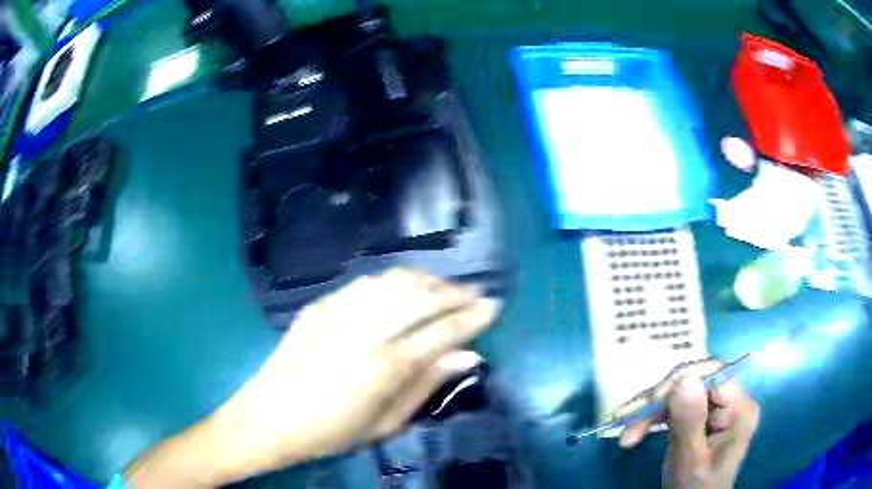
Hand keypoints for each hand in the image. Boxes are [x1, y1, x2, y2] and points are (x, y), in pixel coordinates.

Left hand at [124, 269, 497, 487]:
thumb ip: (428, 385)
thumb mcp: (386, 424)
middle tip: (475, 295)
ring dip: (428, 280)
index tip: (493, 307)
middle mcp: (364, 331)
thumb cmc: (331, 432)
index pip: (442, 331)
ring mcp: (338, 312)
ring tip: (446, 289)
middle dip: (455, 292)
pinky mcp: (319, 305)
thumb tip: (470, 357)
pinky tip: (405, 289)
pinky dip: (394, 281)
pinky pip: (365, 283)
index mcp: (384, 367)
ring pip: (394, 280)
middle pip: (421, 297)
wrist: (269, 417)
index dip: (472, 316)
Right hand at [618, 361, 759, 488]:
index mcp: (739, 409)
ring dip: (651, 413)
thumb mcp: (690, 461)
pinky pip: (676, 407)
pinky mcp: (701, 417)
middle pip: (694, 383)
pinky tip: (636, 432)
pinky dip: (654, 419)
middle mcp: (732, 401)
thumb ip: (690, 423)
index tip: (648, 404)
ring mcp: (717, 408)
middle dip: (659, 402)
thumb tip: (684, 378)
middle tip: (628, 424)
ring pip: (681, 393)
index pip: (711, 376)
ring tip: (627, 435)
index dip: (679, 383)